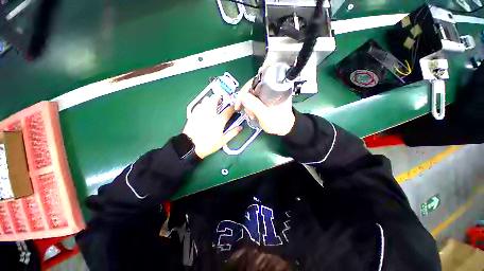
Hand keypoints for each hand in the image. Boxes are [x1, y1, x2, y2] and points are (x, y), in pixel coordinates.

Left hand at [183, 95, 241, 158]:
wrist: (191, 146)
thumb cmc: (209, 144)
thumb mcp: (223, 141)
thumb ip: (233, 133)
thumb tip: (240, 127)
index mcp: (219, 120)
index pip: (229, 109)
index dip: (232, 107)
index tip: (234, 107)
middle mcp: (211, 113)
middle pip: (215, 99)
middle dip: (219, 98)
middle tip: (221, 101)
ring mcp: (201, 112)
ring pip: (206, 100)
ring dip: (211, 100)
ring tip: (212, 104)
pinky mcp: (194, 114)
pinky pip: (199, 105)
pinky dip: (203, 104)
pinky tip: (204, 109)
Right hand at [235, 79, 294, 135]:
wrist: (285, 128)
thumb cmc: (278, 123)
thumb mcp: (265, 115)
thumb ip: (254, 105)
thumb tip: (242, 96)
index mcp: (275, 87)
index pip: (256, 81)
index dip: (245, 90)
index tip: (240, 102)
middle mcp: (272, 87)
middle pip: (252, 87)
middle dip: (247, 100)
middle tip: (247, 111)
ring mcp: (269, 93)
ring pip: (252, 94)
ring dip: (249, 105)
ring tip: (252, 115)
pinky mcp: (267, 98)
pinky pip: (255, 99)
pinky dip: (251, 106)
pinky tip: (253, 114)